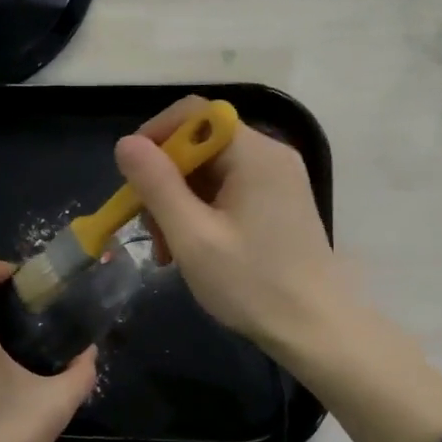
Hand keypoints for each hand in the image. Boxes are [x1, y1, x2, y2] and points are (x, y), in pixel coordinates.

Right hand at [115, 97, 441, 441]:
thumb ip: (157, 186)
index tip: (130, 177)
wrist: (314, 328)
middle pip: (200, 145)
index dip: (154, 136)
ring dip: (179, 204)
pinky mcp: (278, 204)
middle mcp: (269, 155)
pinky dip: (202, 214)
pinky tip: (191, 251)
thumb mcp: (193, 237)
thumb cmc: (252, 284)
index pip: (194, 113)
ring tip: (166, 253)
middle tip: (146, 229)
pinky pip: (228, 193)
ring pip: (210, 173)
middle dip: (164, 182)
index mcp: (254, 154)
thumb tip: (126, 143)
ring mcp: (277, 180)